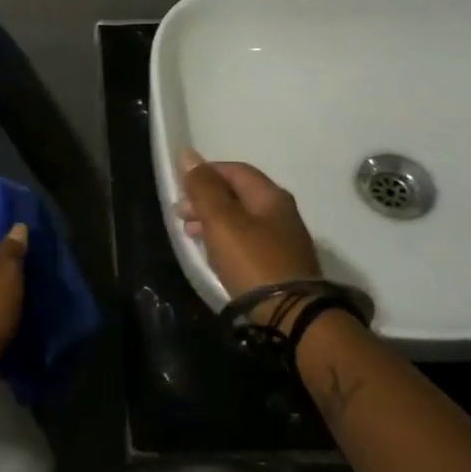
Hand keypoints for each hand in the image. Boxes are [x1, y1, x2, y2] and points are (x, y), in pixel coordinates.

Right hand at [174, 149, 320, 324]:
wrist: (291, 316)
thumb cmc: (252, 260)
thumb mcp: (221, 220)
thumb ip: (204, 188)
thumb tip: (188, 155)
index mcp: (271, 196)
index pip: (235, 170)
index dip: (206, 173)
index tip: (180, 187)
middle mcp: (282, 213)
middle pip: (238, 195)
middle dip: (206, 199)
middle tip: (180, 214)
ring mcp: (284, 241)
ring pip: (241, 220)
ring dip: (213, 221)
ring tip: (190, 234)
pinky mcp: (280, 266)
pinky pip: (247, 242)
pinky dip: (226, 240)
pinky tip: (213, 253)